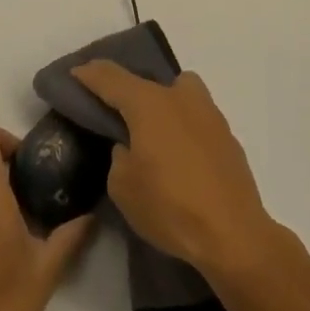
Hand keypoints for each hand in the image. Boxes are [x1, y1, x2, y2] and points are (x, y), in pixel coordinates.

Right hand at [71, 61, 277, 281]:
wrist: (234, 235)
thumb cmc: (170, 207)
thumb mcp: (122, 186)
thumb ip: (119, 156)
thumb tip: (130, 147)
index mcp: (149, 103)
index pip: (110, 77)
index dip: (89, 74)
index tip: (75, 75)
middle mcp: (180, 98)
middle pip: (148, 80)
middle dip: (128, 90)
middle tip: (115, 112)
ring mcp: (209, 115)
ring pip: (180, 93)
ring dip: (162, 104)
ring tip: (152, 134)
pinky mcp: (228, 138)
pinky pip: (196, 119)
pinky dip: (183, 128)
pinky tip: (179, 157)